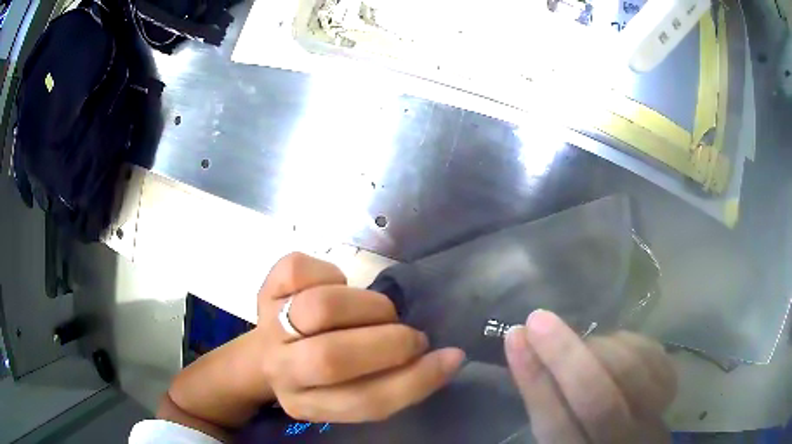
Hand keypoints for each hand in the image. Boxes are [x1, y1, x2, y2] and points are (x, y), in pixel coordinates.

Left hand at [255, 252, 465, 422]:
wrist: (265, 355)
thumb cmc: (320, 376)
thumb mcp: (353, 391)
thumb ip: (394, 381)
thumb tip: (447, 356)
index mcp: (308, 404)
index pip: (364, 401)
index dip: (414, 380)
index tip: (451, 357)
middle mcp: (282, 369)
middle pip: (332, 357)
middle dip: (388, 342)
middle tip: (410, 336)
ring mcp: (269, 326)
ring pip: (321, 307)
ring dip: (367, 305)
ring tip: (378, 312)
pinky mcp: (265, 289)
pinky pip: (301, 269)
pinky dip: (331, 272)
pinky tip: (336, 286)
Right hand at [505, 310, 676, 443]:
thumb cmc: (583, 438)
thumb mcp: (557, 434)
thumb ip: (545, 402)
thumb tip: (524, 347)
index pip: (556, 424)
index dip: (535, 381)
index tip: (515, 335)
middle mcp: (621, 441)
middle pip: (599, 401)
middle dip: (566, 356)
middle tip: (539, 319)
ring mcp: (652, 417)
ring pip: (632, 373)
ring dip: (600, 347)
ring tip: (585, 345)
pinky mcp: (670, 394)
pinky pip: (654, 357)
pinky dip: (629, 342)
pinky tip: (615, 346)